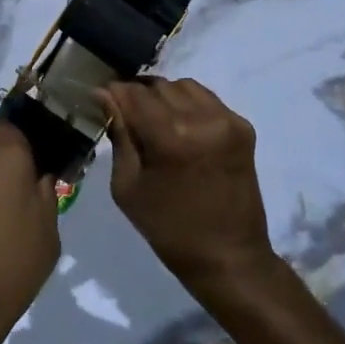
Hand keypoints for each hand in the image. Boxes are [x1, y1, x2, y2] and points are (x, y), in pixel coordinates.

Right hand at [101, 78, 274, 294]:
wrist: (229, 257)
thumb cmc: (168, 228)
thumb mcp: (127, 186)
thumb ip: (118, 134)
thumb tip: (102, 95)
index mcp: (170, 137)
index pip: (132, 92)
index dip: (113, 94)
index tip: (101, 102)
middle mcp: (201, 119)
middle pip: (157, 85)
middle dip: (137, 96)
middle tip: (128, 118)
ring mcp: (227, 120)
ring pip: (182, 86)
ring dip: (163, 97)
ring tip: (156, 122)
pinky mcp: (243, 126)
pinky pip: (206, 98)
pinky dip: (188, 104)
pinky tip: (181, 128)